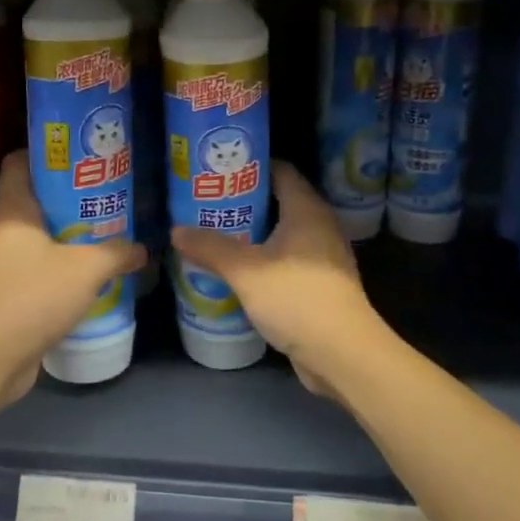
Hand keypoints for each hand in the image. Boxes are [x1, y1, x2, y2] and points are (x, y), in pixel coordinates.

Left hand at [0, 151, 145, 404]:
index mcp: (13, 211)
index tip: (80, 154)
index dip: (46, 152)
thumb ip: (117, 252)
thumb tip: (142, 249)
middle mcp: (3, 231)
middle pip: (35, 199)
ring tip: (106, 232)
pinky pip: (38, 268)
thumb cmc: (33, 297)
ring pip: (39, 236)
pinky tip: (91, 275)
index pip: (18, 162)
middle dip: (70, 196)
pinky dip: (62, 267)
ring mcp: (2, 264)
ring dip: (69, 235)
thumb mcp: (86, 269)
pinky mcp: (8, 294)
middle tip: (107, 195)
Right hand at [170, 163, 387, 395]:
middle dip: (245, 201)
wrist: (342, 354)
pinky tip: (239, 271)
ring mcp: (324, 257)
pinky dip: (265, 259)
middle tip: (209, 202)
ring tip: (217, 234)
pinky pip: (288, 259)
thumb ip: (210, 247)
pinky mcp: (321, 285)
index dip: (251, 166)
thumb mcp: (245, 270)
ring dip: (253, 233)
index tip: (219, 170)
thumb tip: (176, 230)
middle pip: (280, 201)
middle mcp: (320, 226)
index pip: (280, 170)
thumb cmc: (297, 298)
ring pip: (283, 233)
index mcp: (307, 210)